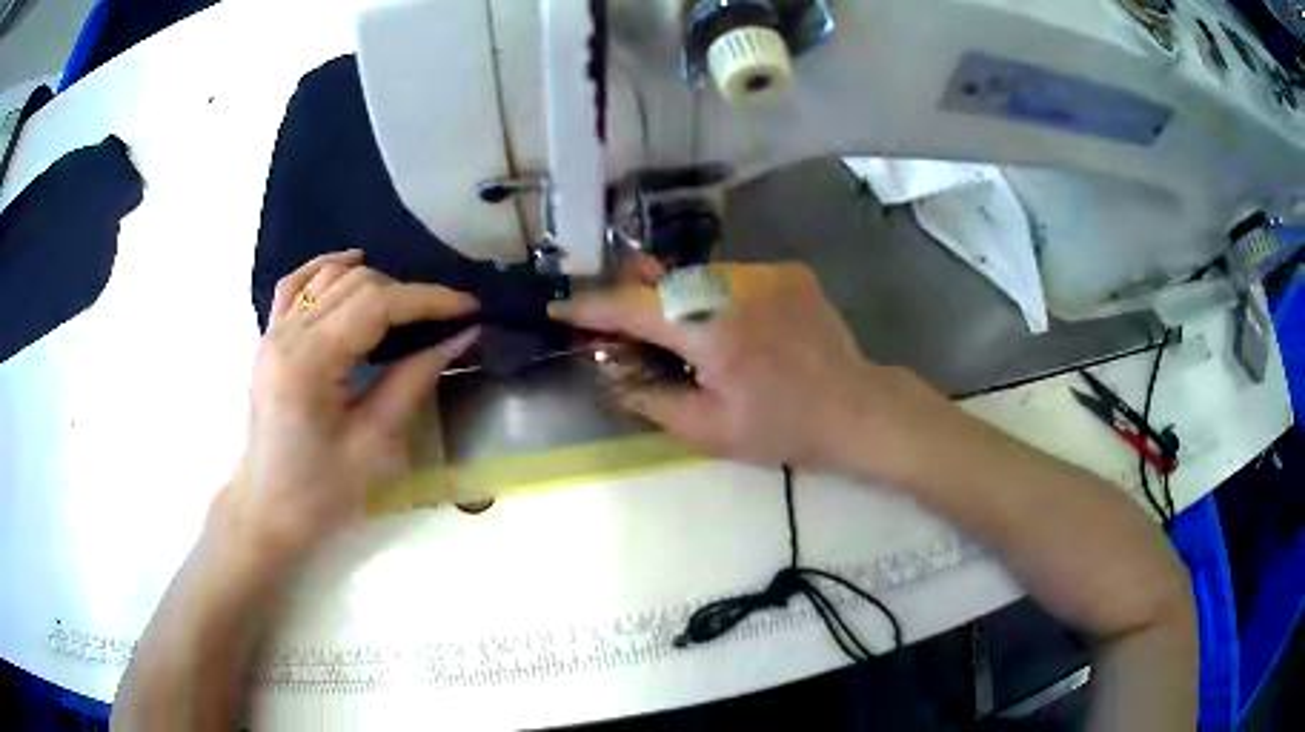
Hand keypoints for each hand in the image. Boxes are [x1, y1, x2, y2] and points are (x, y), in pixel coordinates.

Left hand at [212, 250, 478, 562]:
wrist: (266, 512)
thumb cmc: (319, 493)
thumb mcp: (372, 444)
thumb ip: (413, 381)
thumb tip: (459, 337)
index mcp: (309, 362)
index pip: (375, 304)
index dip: (426, 299)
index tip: (468, 308)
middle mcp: (286, 334)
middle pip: (354, 283)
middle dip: (406, 293)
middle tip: (443, 321)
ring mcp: (273, 333)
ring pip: (328, 278)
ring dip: (373, 283)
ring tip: (406, 311)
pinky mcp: (270, 340)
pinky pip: (295, 286)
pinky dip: (325, 269)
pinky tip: (350, 265)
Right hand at [550, 263, 948, 474]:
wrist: (858, 408)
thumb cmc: (784, 429)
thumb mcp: (709, 431)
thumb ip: (650, 398)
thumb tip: (608, 372)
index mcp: (712, 330)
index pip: (634, 307)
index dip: (591, 307)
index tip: (561, 307)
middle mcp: (736, 286)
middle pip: (663, 282)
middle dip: (633, 299)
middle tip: (615, 324)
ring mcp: (767, 272)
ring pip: (698, 275)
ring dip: (676, 298)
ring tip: (679, 331)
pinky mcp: (788, 271)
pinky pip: (733, 277)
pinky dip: (714, 296)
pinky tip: (729, 325)